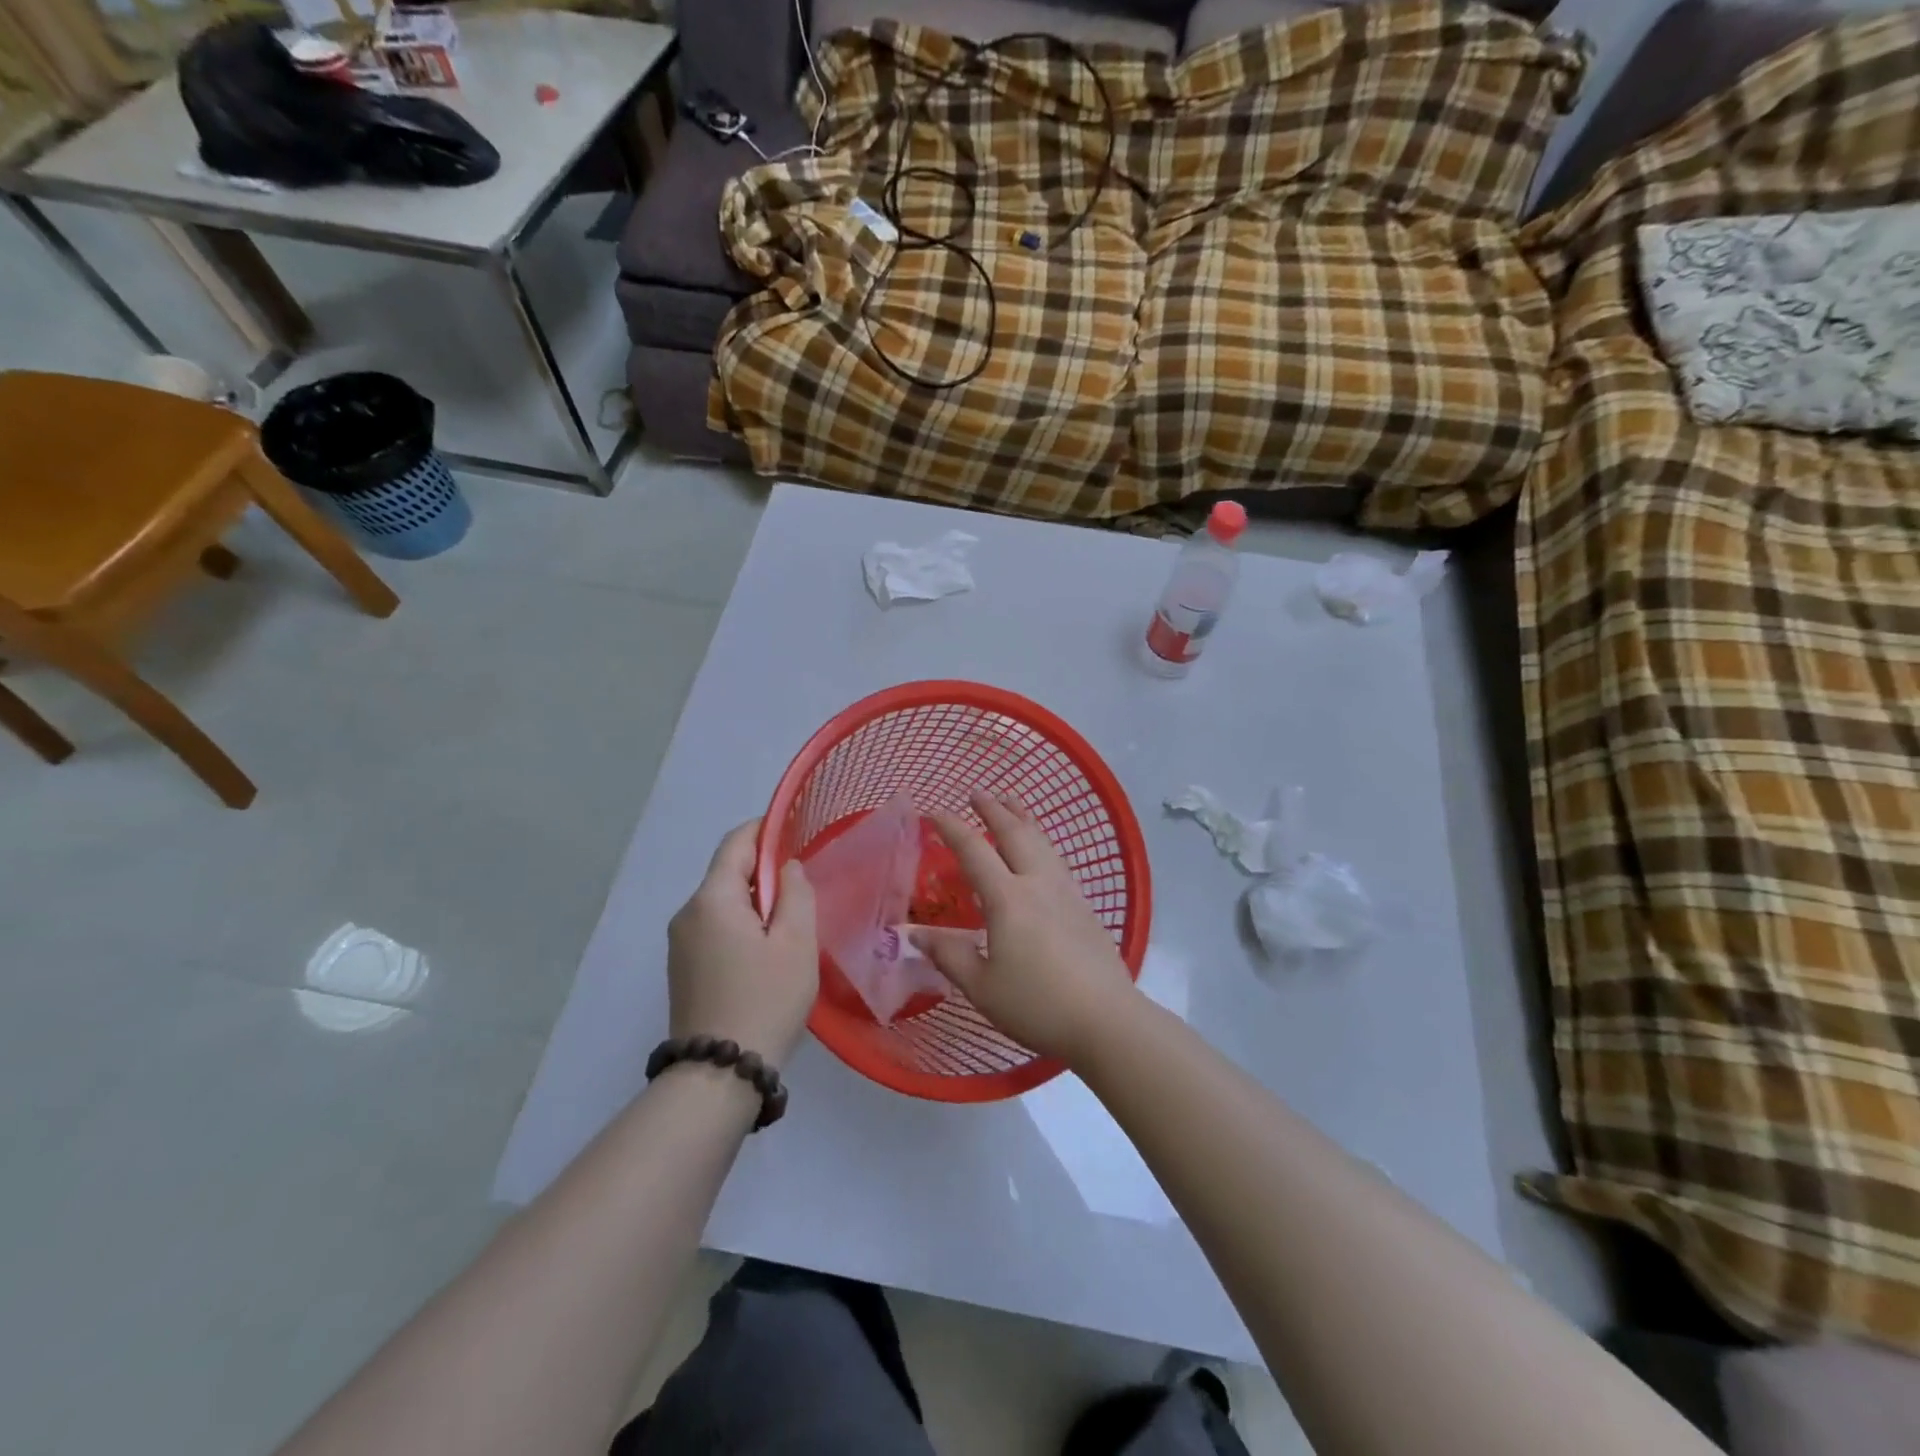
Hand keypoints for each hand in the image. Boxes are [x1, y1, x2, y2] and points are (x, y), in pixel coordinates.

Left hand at [667, 821, 818, 1069]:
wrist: (718, 1076)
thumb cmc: (765, 1000)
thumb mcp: (796, 942)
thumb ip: (796, 893)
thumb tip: (786, 868)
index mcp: (712, 899)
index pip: (736, 843)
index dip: (766, 830)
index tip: (797, 832)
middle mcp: (687, 914)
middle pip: (729, 873)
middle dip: (766, 873)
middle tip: (804, 893)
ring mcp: (680, 944)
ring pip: (723, 903)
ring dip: (756, 903)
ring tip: (790, 930)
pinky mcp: (682, 969)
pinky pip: (715, 929)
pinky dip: (742, 927)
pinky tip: (766, 956)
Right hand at [913, 793, 1136, 1065]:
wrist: (1106, 1020)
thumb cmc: (1038, 1004)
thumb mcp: (982, 986)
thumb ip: (948, 955)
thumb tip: (913, 934)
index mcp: (1008, 899)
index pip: (974, 850)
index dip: (952, 828)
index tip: (933, 812)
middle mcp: (1038, 884)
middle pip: (1015, 833)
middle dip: (994, 809)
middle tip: (977, 793)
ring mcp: (1066, 892)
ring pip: (1042, 842)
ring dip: (1023, 818)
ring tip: (1012, 804)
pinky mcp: (1085, 907)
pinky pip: (1057, 860)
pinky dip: (1042, 842)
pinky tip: (1043, 852)